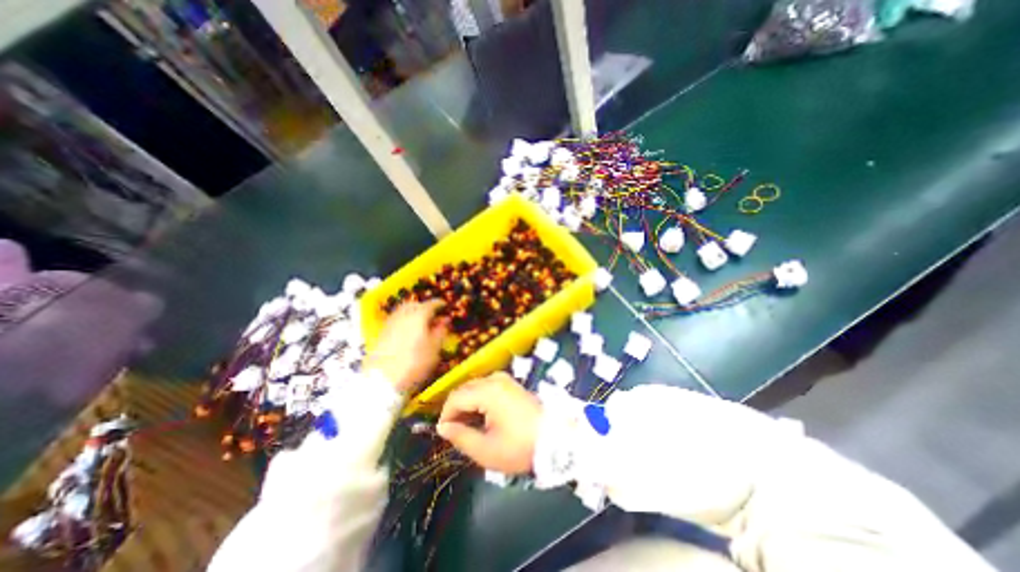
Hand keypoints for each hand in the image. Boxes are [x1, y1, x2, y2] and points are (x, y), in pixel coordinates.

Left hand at [365, 302, 446, 395]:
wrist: (383, 380)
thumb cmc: (415, 364)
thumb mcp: (434, 349)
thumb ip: (441, 331)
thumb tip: (445, 320)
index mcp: (418, 316)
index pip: (430, 304)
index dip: (439, 303)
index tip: (445, 305)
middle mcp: (403, 315)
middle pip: (414, 304)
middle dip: (423, 305)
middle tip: (432, 312)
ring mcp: (390, 323)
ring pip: (402, 310)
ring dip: (412, 311)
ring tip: (420, 320)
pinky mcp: (381, 333)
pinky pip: (395, 319)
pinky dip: (403, 319)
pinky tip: (408, 329)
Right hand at [435, 370, 540, 473]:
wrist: (556, 440)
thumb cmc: (519, 447)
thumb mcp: (486, 449)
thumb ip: (460, 436)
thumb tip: (443, 428)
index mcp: (488, 391)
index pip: (456, 397)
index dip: (446, 415)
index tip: (444, 434)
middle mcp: (495, 379)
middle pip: (465, 389)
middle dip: (456, 409)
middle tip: (455, 432)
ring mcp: (505, 380)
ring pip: (475, 388)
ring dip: (468, 405)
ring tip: (468, 428)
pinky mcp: (512, 384)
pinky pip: (487, 388)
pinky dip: (480, 401)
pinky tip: (483, 418)